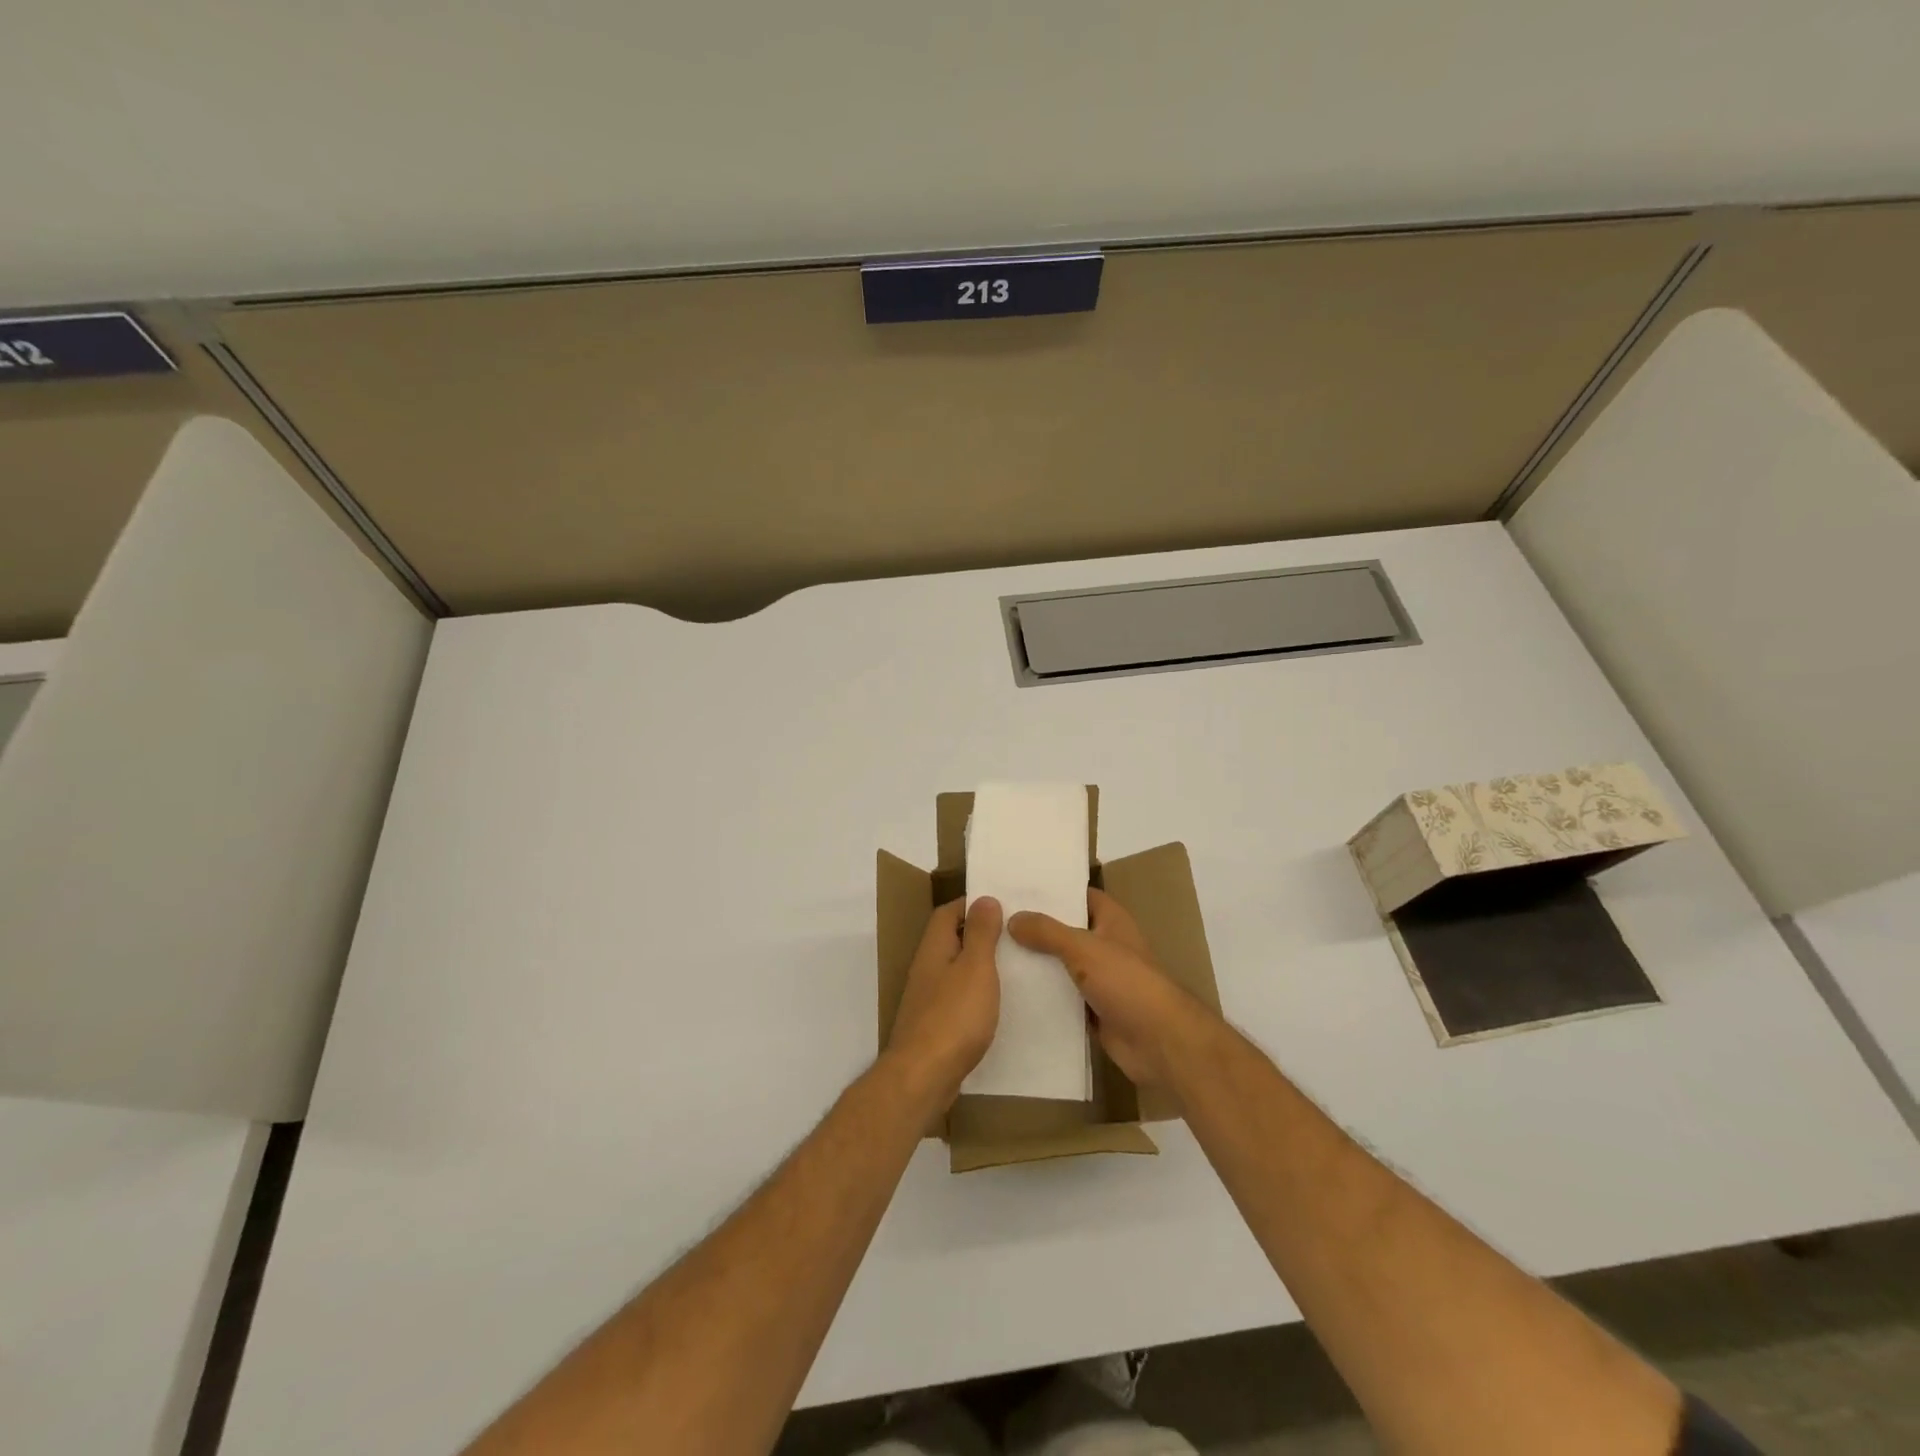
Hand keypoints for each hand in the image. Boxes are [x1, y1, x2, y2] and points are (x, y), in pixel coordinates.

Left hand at [886, 896, 1002, 1102]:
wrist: (923, 1077)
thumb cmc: (953, 1016)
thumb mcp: (975, 968)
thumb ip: (980, 934)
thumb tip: (984, 899)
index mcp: (934, 949)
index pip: (947, 912)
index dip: (971, 904)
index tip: (1002, 904)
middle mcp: (926, 969)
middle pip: (950, 940)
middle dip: (978, 933)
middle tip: (1014, 934)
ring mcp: (927, 999)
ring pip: (954, 970)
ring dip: (978, 965)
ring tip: (1013, 966)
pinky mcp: (934, 1026)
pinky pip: (956, 998)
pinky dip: (975, 994)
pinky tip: (995, 1005)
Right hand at [1009, 889, 1217, 1092]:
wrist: (1159, 1042)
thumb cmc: (1127, 982)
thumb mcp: (1083, 948)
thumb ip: (1047, 932)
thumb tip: (1013, 918)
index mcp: (1111, 921)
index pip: (1079, 896)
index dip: (1053, 891)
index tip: (1016, 889)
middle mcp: (1105, 946)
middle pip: (1066, 931)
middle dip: (1036, 928)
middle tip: (995, 921)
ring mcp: (1100, 980)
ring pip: (1061, 965)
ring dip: (1036, 963)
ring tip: (993, 953)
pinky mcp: (1093, 1010)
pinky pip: (1062, 997)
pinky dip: (1043, 995)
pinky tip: (1009, 992)